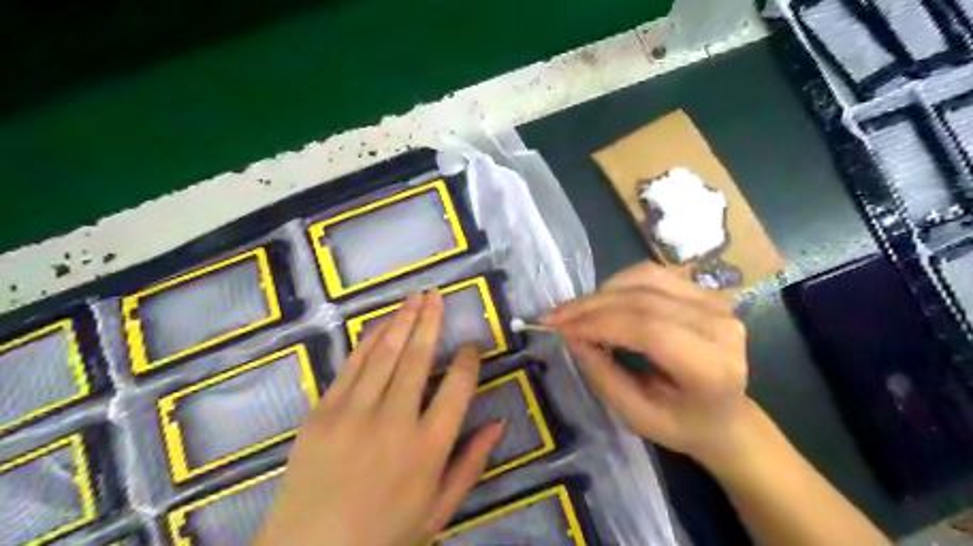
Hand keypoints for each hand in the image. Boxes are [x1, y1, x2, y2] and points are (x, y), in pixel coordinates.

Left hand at [254, 293, 505, 545]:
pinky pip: (352, 364)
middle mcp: (394, 422)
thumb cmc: (385, 533)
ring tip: (416, 297)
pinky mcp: (323, 411)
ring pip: (385, 353)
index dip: (468, 360)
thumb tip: (499, 422)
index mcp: (428, 447)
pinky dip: (370, 339)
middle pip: (419, 358)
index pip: (458, 387)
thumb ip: (471, 463)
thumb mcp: (440, 508)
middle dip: (431, 322)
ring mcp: (354, 413)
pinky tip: (383, 322)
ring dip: (403, 321)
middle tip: (438, 296)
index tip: (471, 346)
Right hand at [545, 263, 746, 466]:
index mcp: (712, 368)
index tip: (559, 329)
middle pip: (644, 300)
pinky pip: (653, 274)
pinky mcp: (705, 291)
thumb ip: (603, 375)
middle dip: (591, 306)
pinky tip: (603, 302)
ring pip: (645, 279)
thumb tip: (572, 336)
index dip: (599, 323)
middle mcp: (720, 327)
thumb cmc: (680, 423)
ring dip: (602, 292)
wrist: (725, 415)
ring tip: (576, 312)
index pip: (649, 330)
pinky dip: (619, 284)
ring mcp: (716, 303)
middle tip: (555, 317)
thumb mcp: (636, 415)